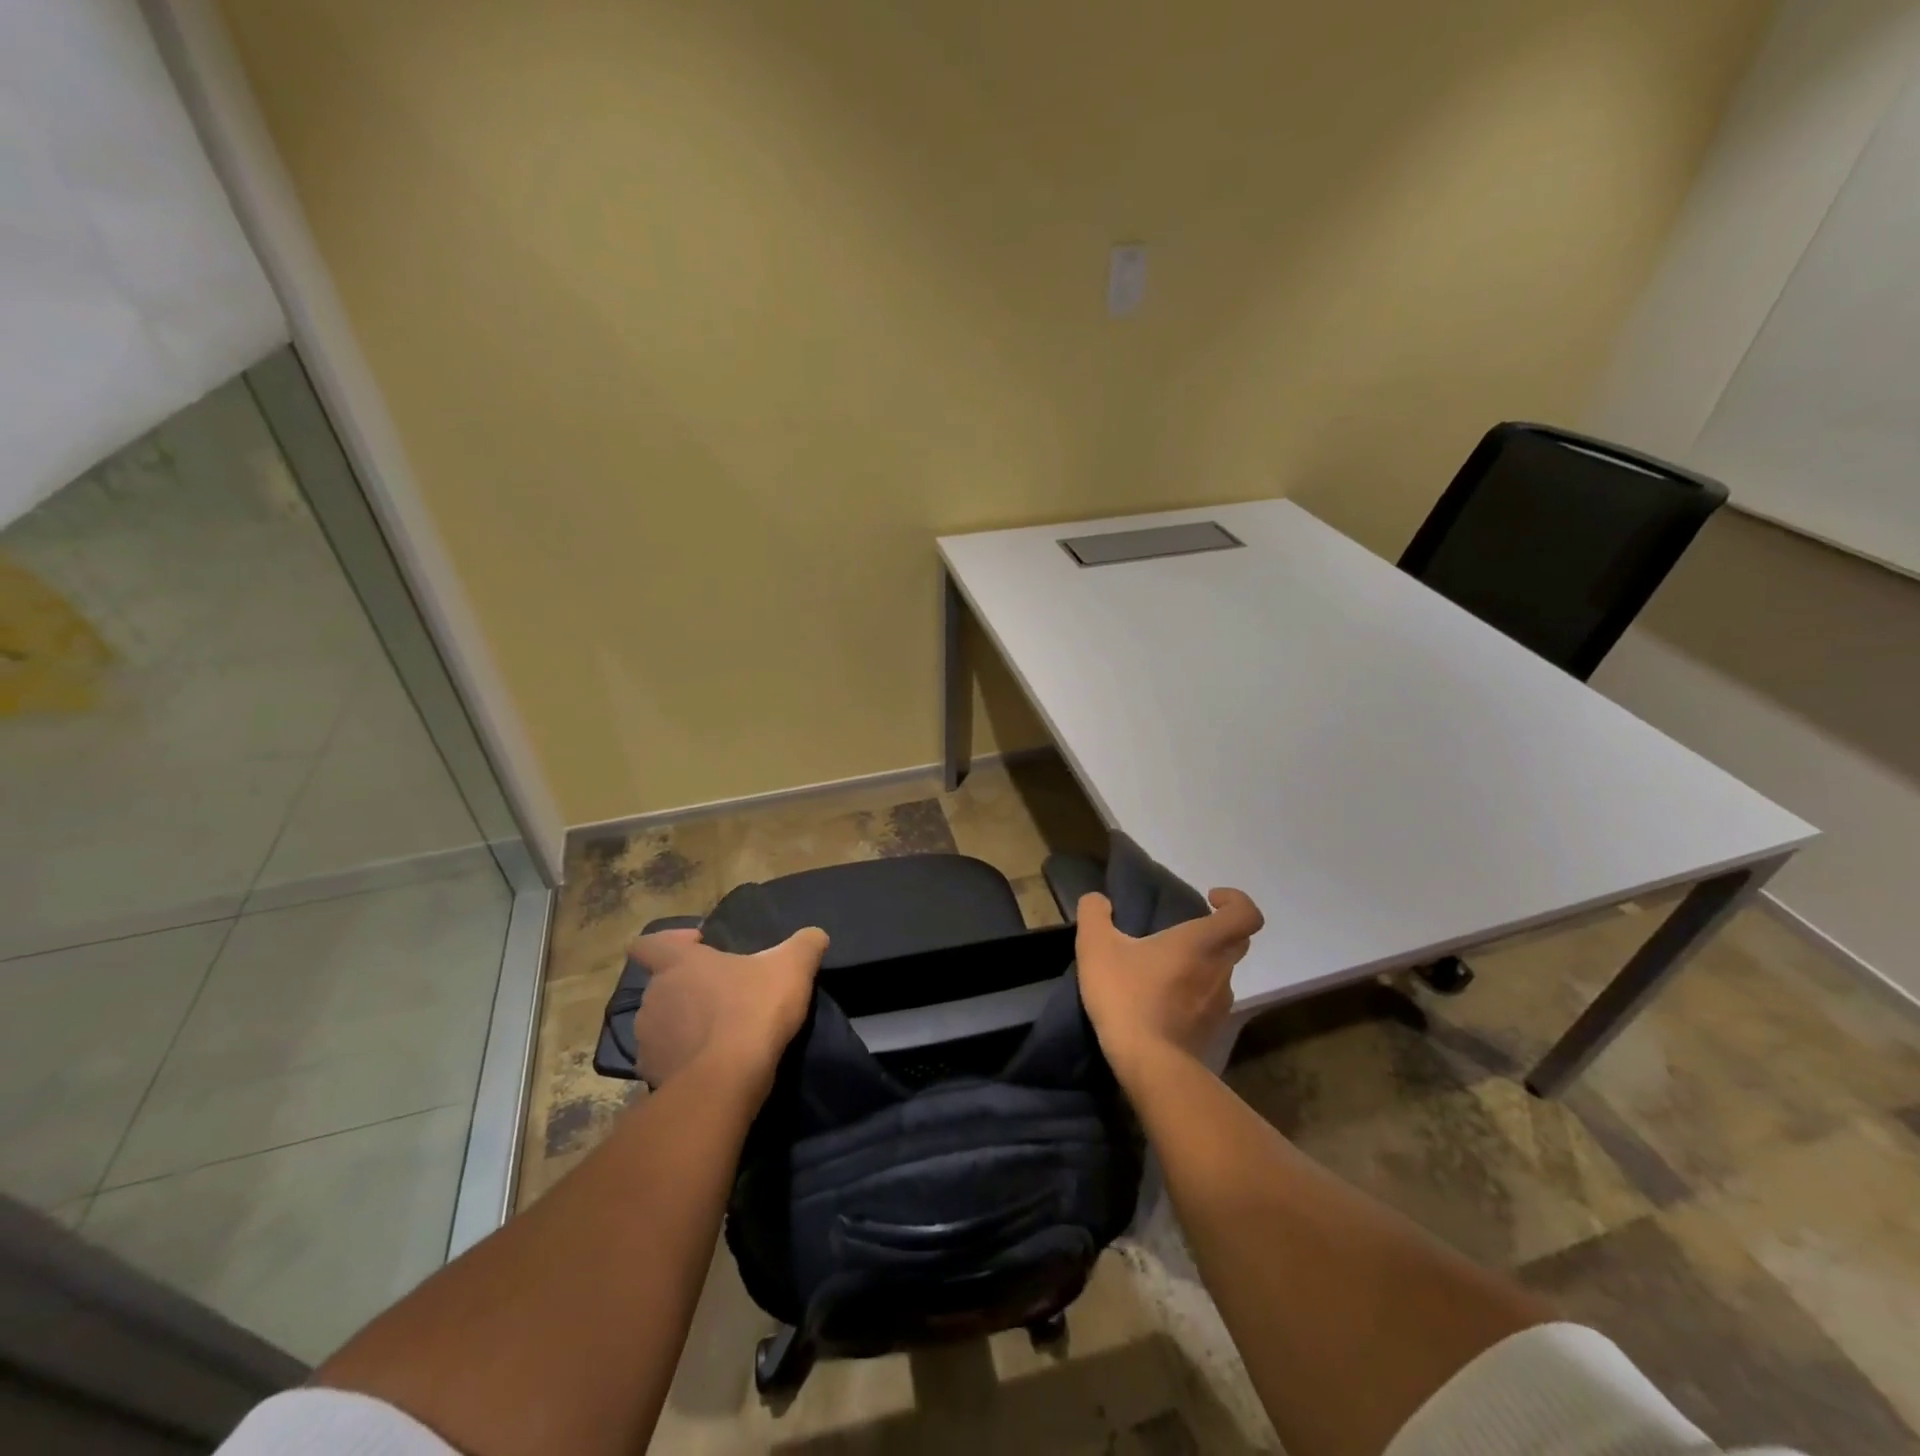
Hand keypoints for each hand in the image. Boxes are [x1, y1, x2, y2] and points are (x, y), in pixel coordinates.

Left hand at [626, 926, 828, 1090]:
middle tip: (723, 994)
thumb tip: (815, 935)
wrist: (728, 1080)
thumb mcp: (793, 966)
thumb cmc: (754, 1009)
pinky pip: (666, 1060)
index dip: (670, 941)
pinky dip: (683, 1060)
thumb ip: (805, 944)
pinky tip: (711, 1065)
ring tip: (718, 1034)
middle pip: (661, 984)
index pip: (648, 943)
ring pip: (661, 1023)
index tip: (698, 946)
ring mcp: (648, 1039)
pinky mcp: (652, 1075)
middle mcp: (654, 997)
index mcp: (678, 964)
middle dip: (687, 988)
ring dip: (683, 1025)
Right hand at [1074, 887, 1264, 1076]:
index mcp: (1201, 943)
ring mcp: (1220, 1004)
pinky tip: (1162, 1002)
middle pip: (1237, 942)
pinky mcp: (1212, 1032)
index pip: (1245, 914)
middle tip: (1181, 933)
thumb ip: (1094, 914)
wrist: (1147, 1065)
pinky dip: (1193, 996)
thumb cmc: (1126, 996)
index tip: (1209, 898)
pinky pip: (1210, 1002)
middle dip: (1216, 931)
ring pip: (1222, 973)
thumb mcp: (1096, 947)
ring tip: (1164, 971)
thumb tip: (1098, 900)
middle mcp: (1220, 970)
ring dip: (1201, 965)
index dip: (1235, 900)